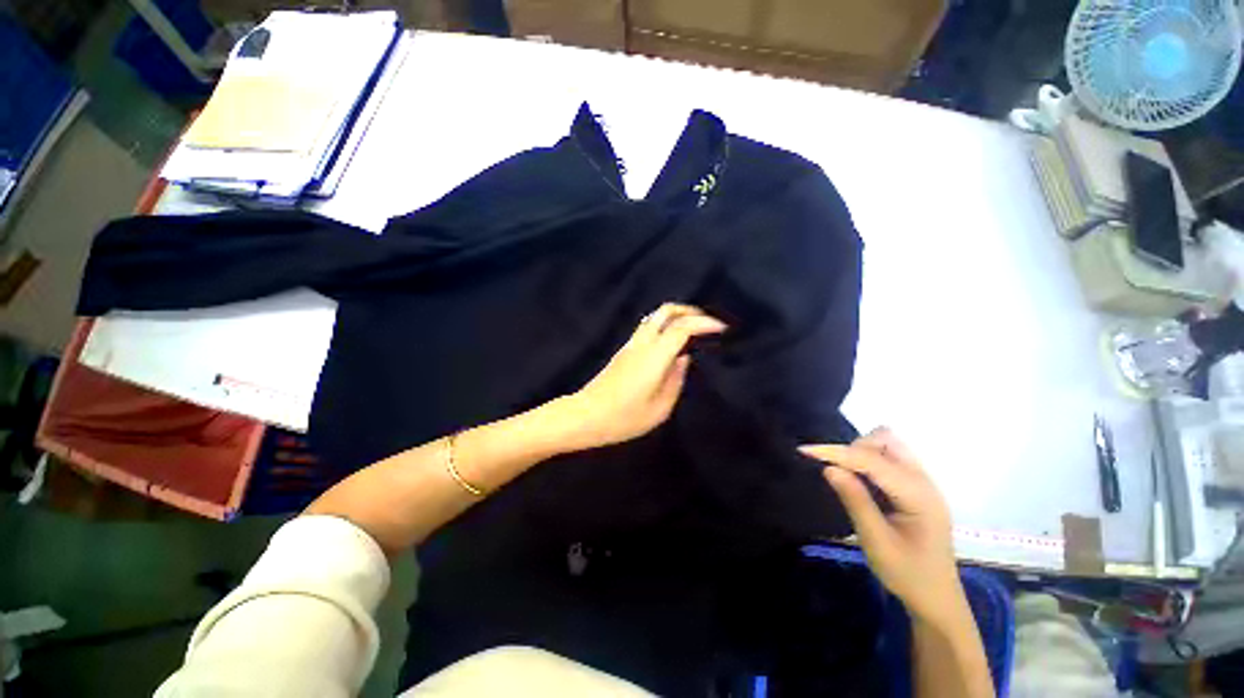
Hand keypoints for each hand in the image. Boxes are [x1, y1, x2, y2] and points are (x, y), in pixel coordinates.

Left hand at [560, 303, 726, 450]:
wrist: (585, 416)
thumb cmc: (623, 418)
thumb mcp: (659, 408)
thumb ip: (675, 380)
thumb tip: (684, 358)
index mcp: (654, 357)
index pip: (682, 327)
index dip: (704, 323)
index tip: (722, 328)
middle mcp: (642, 343)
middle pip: (666, 311)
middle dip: (690, 310)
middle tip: (708, 323)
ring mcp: (631, 344)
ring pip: (655, 316)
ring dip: (677, 315)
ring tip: (694, 329)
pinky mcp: (624, 350)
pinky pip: (649, 327)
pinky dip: (666, 324)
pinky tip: (673, 341)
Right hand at [800, 429, 960, 623]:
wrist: (937, 599)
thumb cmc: (908, 575)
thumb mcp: (877, 543)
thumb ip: (855, 501)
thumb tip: (829, 468)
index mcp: (918, 496)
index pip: (872, 461)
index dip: (836, 452)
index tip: (805, 450)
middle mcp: (924, 481)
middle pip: (886, 441)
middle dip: (854, 448)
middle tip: (836, 471)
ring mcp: (922, 482)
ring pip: (888, 445)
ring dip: (862, 452)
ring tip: (846, 475)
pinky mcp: (915, 486)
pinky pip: (890, 457)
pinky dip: (868, 460)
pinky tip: (859, 480)